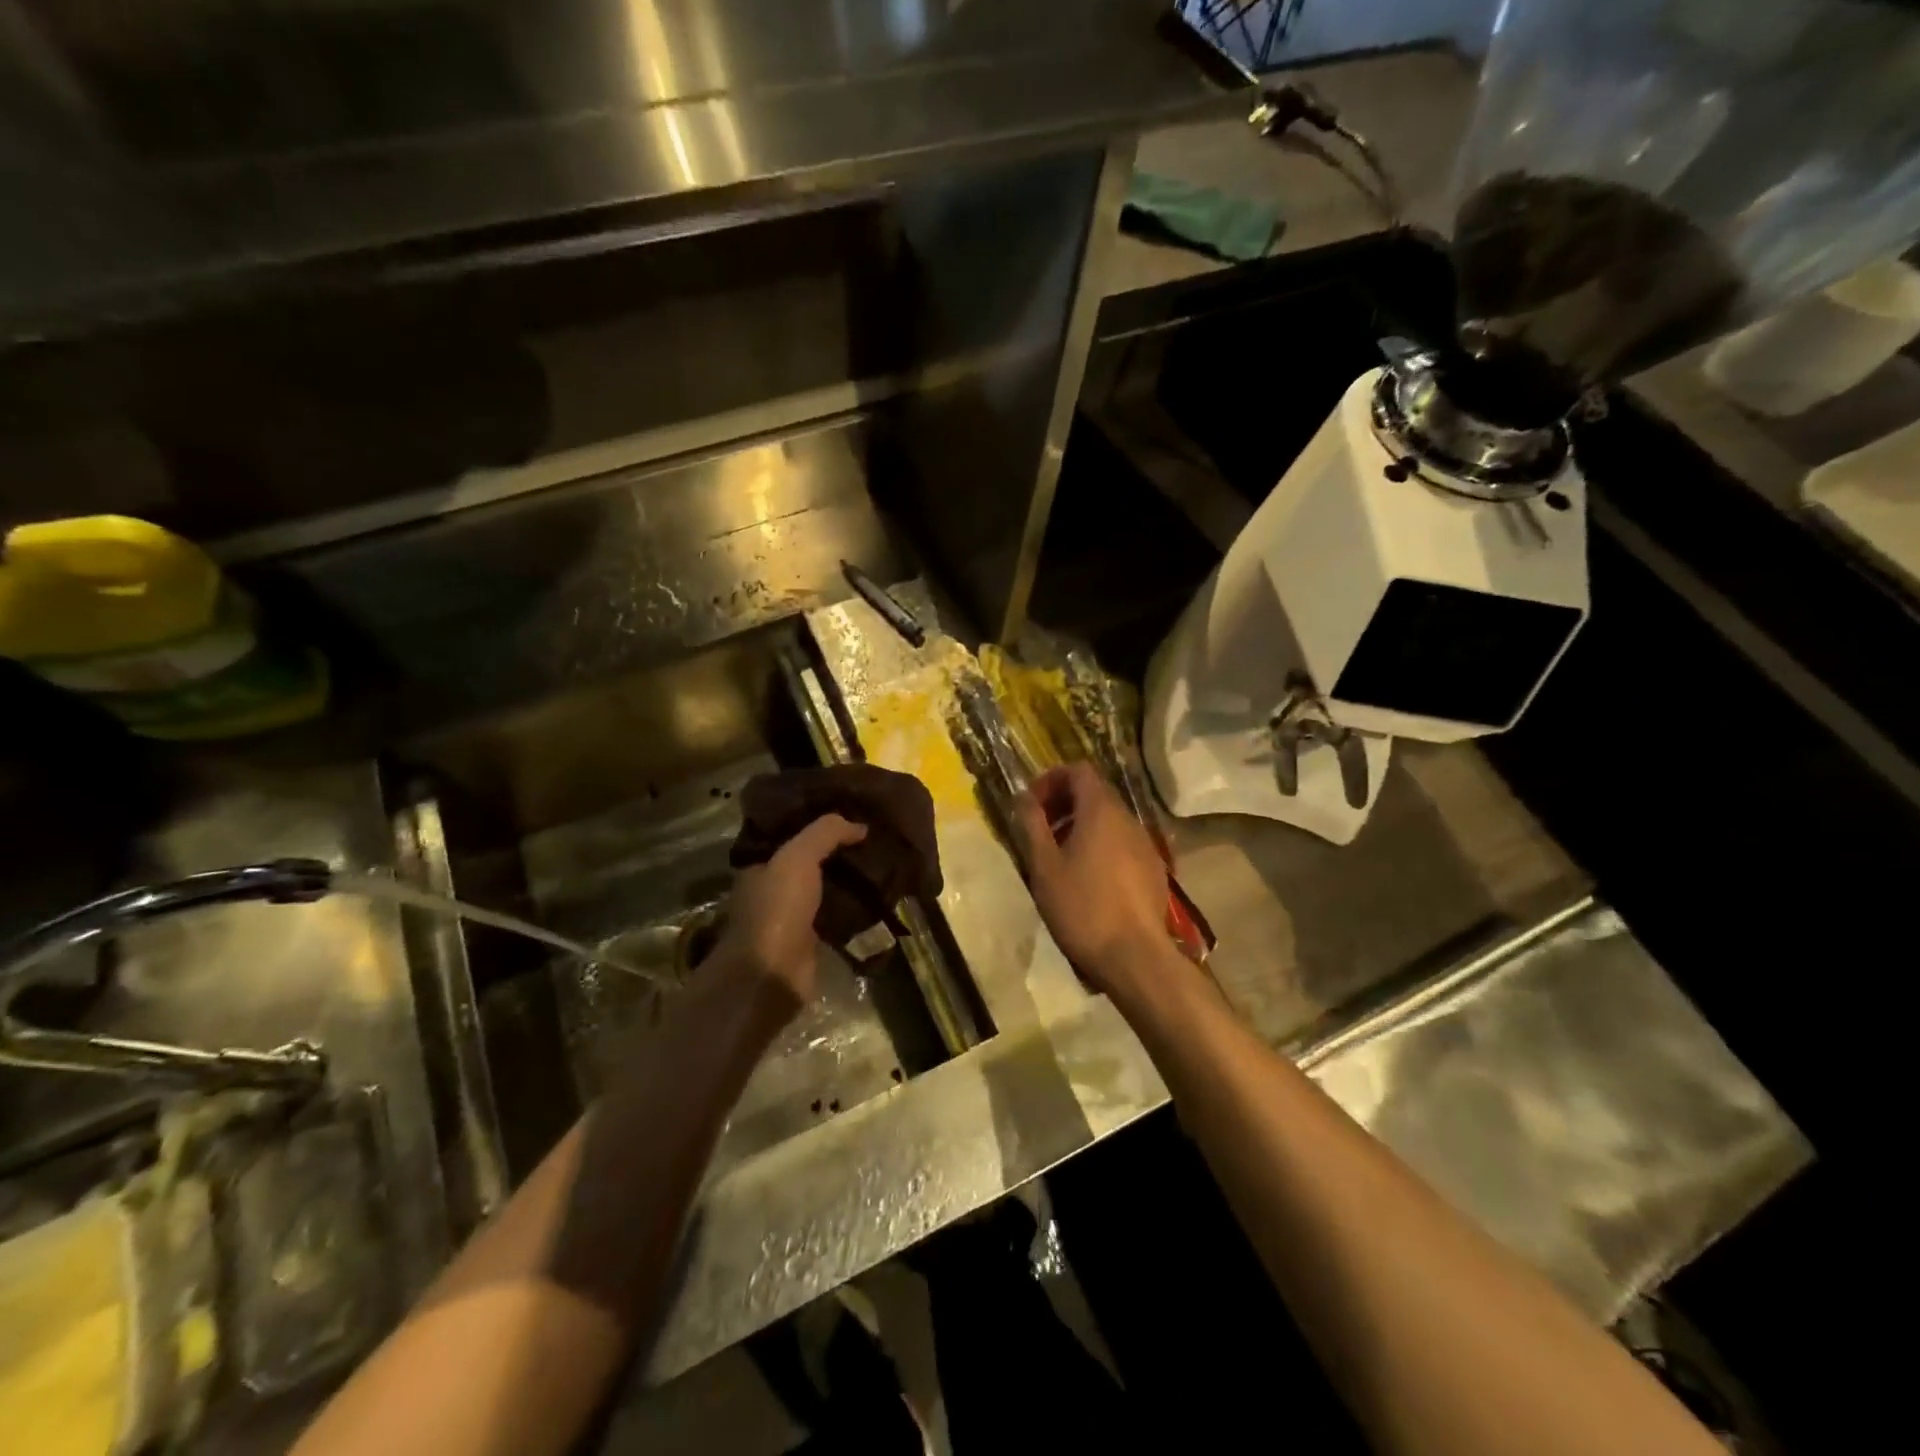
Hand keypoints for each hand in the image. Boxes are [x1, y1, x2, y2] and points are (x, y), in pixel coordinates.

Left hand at [714, 814, 866, 1006]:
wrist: (772, 974)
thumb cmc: (777, 909)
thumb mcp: (798, 857)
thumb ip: (826, 833)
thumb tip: (860, 825)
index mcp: (760, 867)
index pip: (790, 837)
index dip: (817, 825)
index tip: (850, 815)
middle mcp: (772, 891)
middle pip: (811, 864)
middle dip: (838, 853)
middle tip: (874, 839)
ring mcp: (791, 919)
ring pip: (825, 891)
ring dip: (849, 882)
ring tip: (884, 866)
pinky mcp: (811, 944)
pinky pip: (836, 918)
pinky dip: (854, 910)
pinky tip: (880, 899)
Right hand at [1013, 763, 1173, 999]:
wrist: (1135, 956)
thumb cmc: (1082, 907)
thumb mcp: (1044, 866)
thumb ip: (1032, 825)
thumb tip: (1022, 797)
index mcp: (1101, 810)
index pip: (1079, 770)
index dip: (1052, 779)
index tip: (1031, 804)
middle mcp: (1128, 818)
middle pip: (1095, 793)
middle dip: (1064, 804)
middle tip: (1040, 830)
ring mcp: (1145, 843)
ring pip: (1109, 819)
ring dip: (1081, 826)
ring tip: (1059, 856)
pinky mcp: (1154, 868)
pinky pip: (1122, 842)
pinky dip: (1101, 845)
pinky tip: (1087, 879)